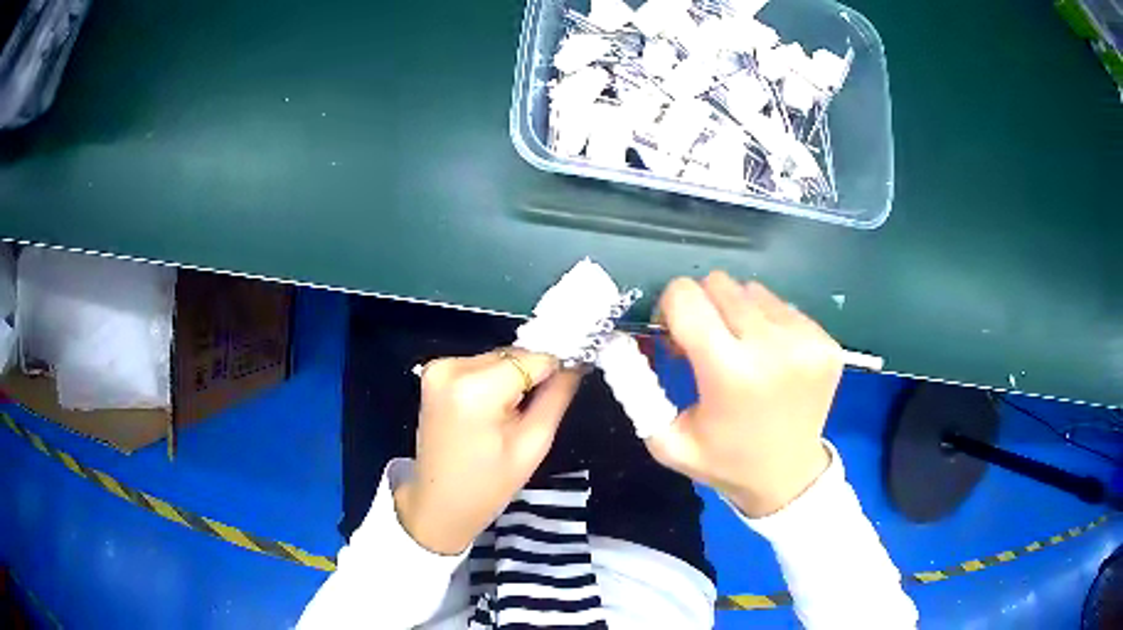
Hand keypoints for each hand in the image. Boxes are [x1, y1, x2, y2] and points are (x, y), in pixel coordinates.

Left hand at [394, 349, 582, 554]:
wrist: (439, 503)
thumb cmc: (488, 485)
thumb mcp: (533, 445)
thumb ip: (556, 398)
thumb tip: (575, 363)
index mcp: (475, 389)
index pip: (533, 358)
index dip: (554, 372)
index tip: (563, 391)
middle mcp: (452, 367)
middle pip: (513, 355)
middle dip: (529, 378)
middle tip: (528, 415)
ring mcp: (438, 367)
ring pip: (498, 358)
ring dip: (510, 379)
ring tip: (507, 417)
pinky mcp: (433, 372)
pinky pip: (479, 365)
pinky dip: (491, 382)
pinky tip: (489, 412)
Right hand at [646, 272, 842, 516]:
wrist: (788, 477)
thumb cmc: (724, 461)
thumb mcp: (666, 440)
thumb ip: (636, 390)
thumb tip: (621, 340)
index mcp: (729, 373)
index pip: (686, 297)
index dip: (670, 307)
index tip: (674, 333)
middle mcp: (772, 348)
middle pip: (720, 284)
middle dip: (703, 306)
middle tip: (707, 343)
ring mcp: (806, 341)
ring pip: (753, 290)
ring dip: (738, 312)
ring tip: (742, 350)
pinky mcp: (826, 341)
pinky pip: (783, 306)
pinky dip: (769, 323)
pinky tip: (770, 357)